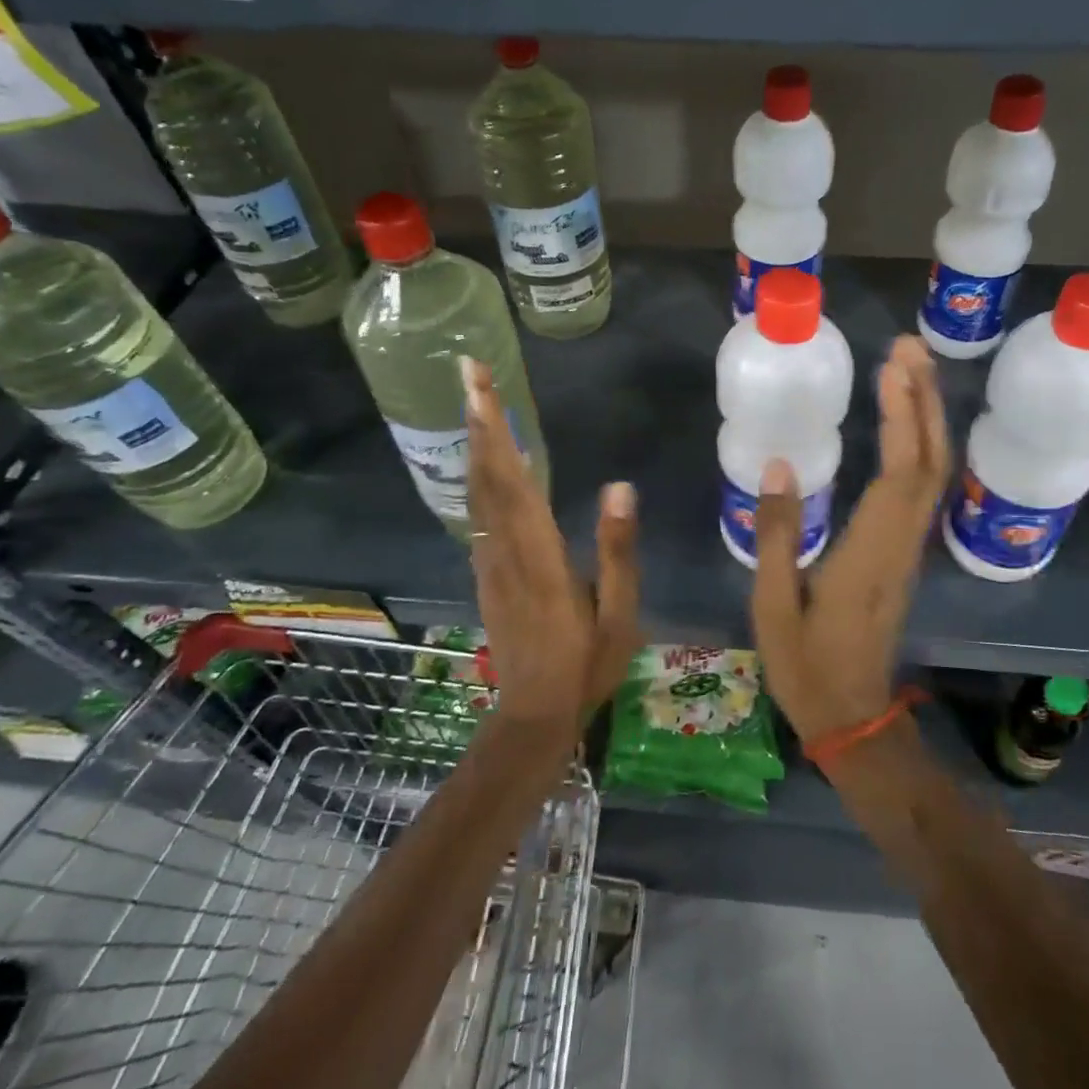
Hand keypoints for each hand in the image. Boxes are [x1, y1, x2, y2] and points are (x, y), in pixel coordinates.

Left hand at [460, 355, 639, 741]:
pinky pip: (480, 513)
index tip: (479, 387)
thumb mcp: (619, 612)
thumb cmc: (586, 664)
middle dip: (478, 421)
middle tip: (469, 373)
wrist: (533, 714)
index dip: (496, 430)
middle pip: (487, 475)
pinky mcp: (486, 572)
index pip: (514, 479)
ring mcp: (490, 561)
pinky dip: (480, 477)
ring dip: (476, 445)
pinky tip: (487, 463)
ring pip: (477, 492)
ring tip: (476, 404)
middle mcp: (506, 549)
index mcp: (540, 554)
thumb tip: (620, 485)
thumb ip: (618, 549)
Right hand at [751, 335, 951, 745]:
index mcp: (869, 552)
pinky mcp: (905, 555)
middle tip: (908, 347)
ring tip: (910, 370)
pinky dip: (921, 446)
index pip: (899, 472)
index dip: (902, 416)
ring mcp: (909, 550)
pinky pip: (924, 490)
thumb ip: (776, 534)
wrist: (852, 717)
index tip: (892, 367)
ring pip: (934, 474)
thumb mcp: (772, 605)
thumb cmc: (805, 665)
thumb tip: (779, 466)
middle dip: (924, 400)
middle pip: (930, 462)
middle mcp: (901, 543)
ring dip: (928, 418)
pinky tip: (907, 424)